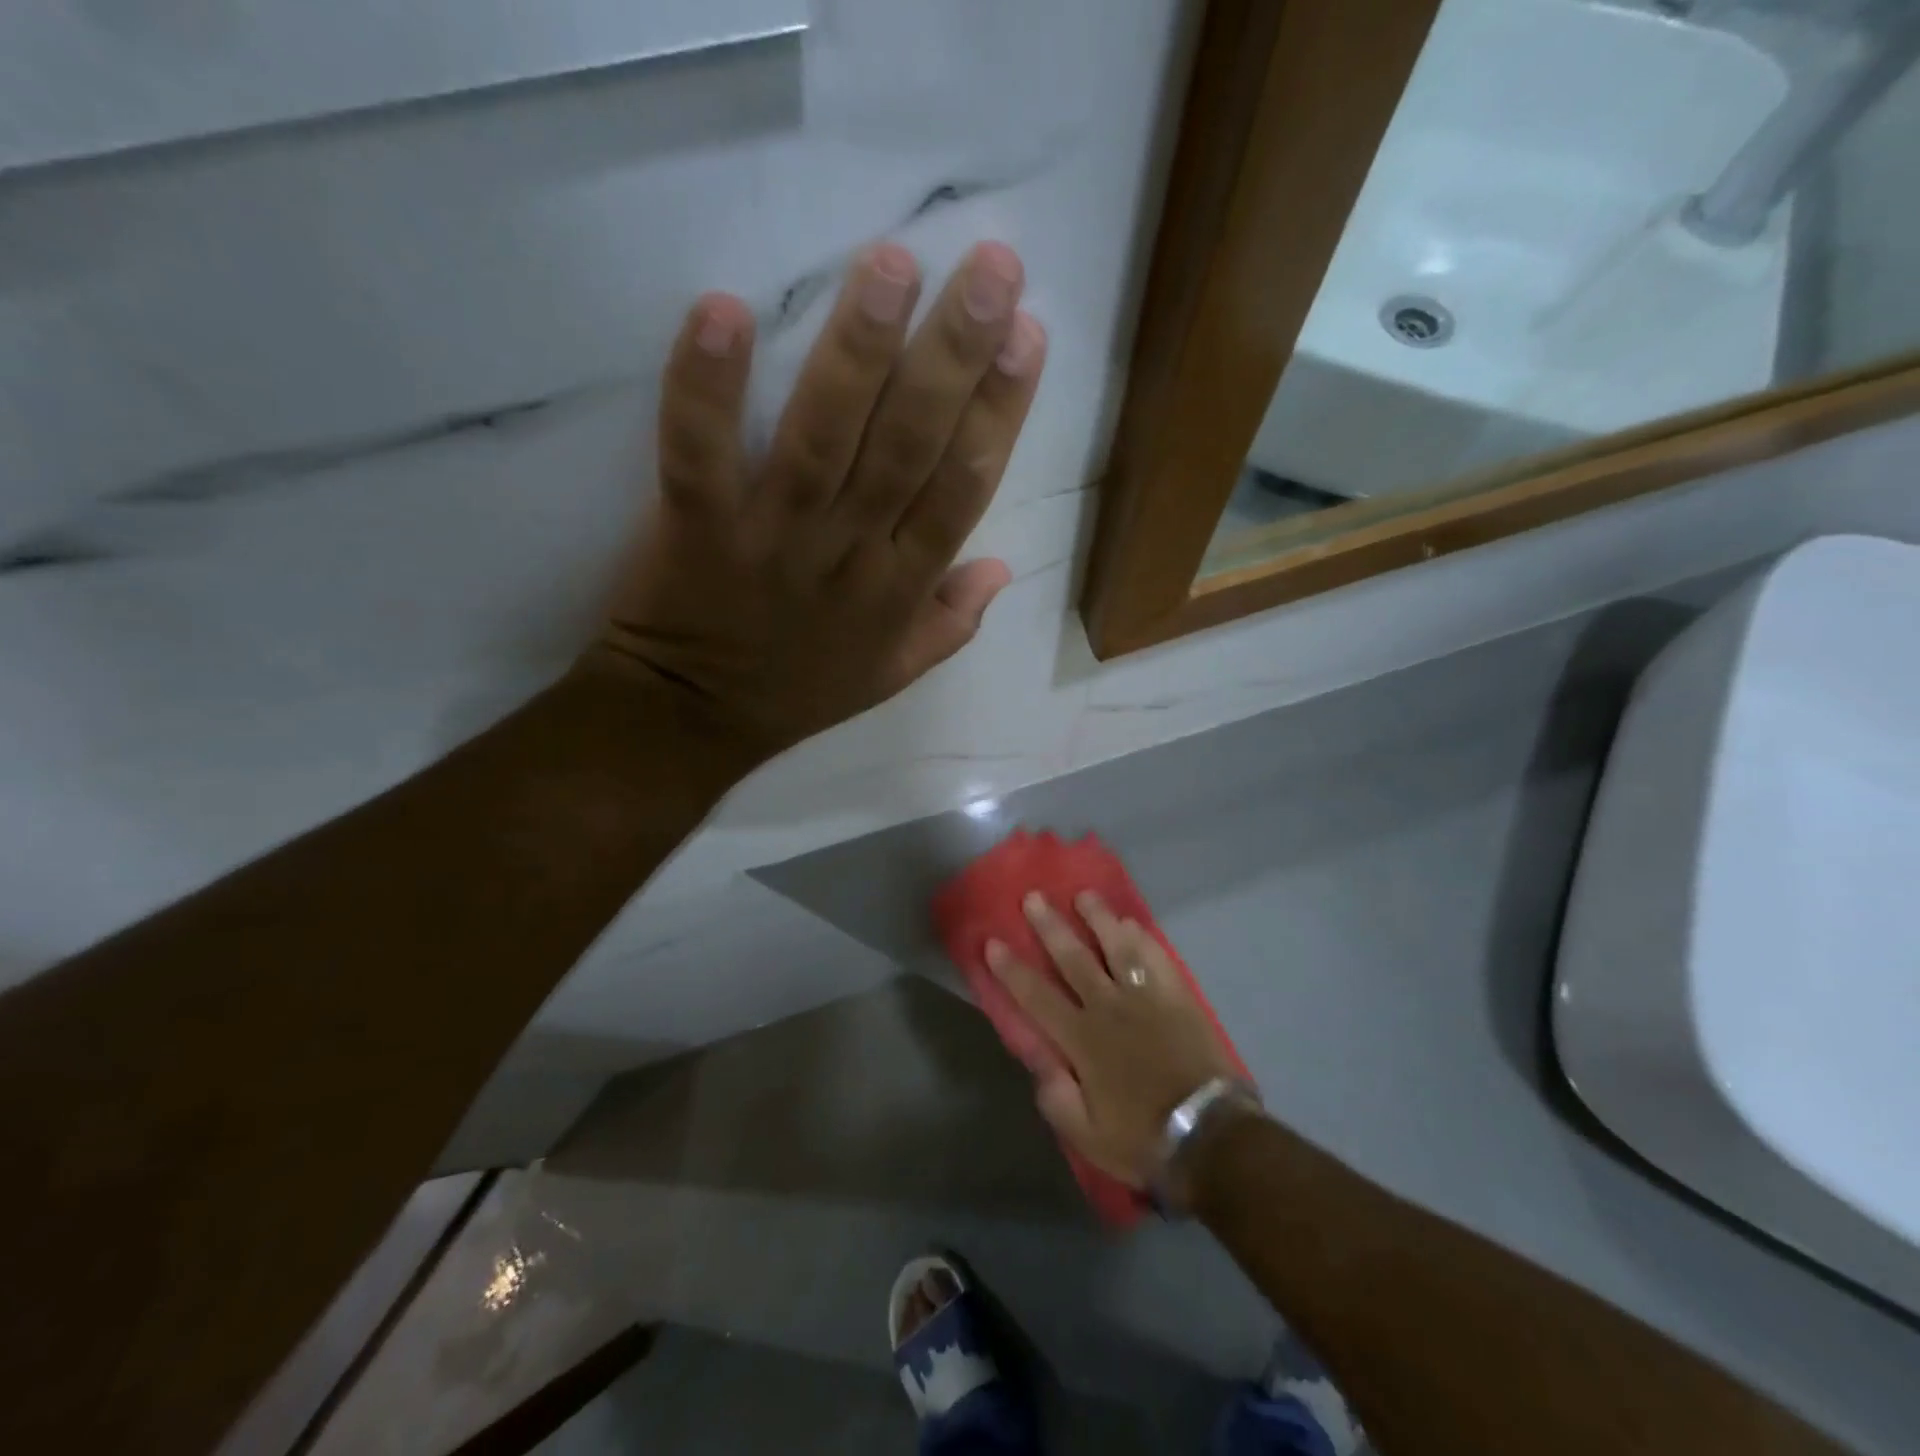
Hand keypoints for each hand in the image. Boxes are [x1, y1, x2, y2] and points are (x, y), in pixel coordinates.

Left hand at [584, 240, 1046, 767]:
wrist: (695, 721)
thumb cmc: (800, 691)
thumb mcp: (893, 674)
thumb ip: (952, 623)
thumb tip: (1003, 567)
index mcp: (901, 586)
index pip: (964, 488)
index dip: (1000, 411)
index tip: (1027, 335)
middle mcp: (850, 554)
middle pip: (910, 448)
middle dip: (953, 357)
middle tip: (991, 267)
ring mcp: (774, 540)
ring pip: (825, 439)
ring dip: (858, 351)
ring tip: (891, 266)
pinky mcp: (698, 530)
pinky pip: (700, 455)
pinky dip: (707, 389)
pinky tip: (724, 311)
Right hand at [986, 892, 1243, 1198]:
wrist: (1210, 1135)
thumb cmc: (1143, 1137)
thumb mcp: (1087, 1135)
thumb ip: (1055, 1097)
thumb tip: (1038, 1062)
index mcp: (1081, 1040)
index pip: (1036, 996)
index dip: (1011, 969)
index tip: (993, 942)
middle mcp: (1108, 1007)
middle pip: (1073, 957)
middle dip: (1049, 926)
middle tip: (1033, 897)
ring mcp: (1145, 997)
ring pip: (1116, 945)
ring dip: (1098, 917)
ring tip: (1084, 895)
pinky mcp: (1176, 996)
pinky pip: (1155, 957)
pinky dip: (1140, 937)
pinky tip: (1130, 923)